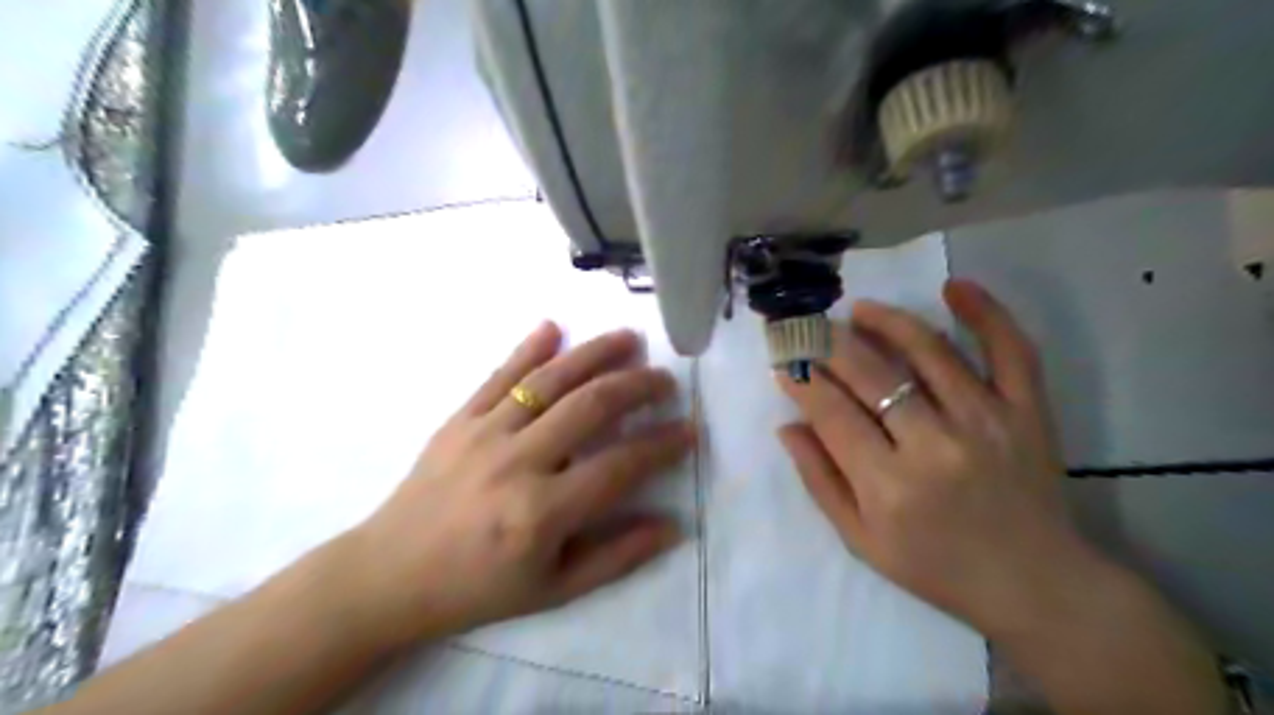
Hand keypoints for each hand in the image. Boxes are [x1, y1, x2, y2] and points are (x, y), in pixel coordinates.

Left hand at [344, 324, 691, 646]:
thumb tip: (672, 526)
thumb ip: (616, 557)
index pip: (620, 465)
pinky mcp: (458, 419)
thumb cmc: (477, 588)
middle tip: (665, 379)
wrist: (389, 574)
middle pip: (590, 407)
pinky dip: (528, 348)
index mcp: (542, 512)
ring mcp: (484, 433)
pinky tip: (553, 326)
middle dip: (637, 386)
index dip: (661, 445)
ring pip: (550, 380)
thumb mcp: (554, 591)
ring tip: (629, 339)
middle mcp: (517, 462)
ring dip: (595, 353)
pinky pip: (498, 375)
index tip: (689, 430)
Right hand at [778, 278, 1094, 629]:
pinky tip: (954, 287)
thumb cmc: (936, 568)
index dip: (801, 381)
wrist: (1035, 584)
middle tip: (809, 329)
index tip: (784, 363)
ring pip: (928, 351)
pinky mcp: (1028, 412)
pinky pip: (1010, 351)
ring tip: (858, 309)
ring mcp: (986, 422)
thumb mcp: (861, 541)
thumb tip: (788, 425)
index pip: (830, 412)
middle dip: (828, 344)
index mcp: (888, 485)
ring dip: (886, 321)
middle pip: (870, 374)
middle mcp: (934, 445)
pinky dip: (986, 313)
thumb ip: (820, 481)